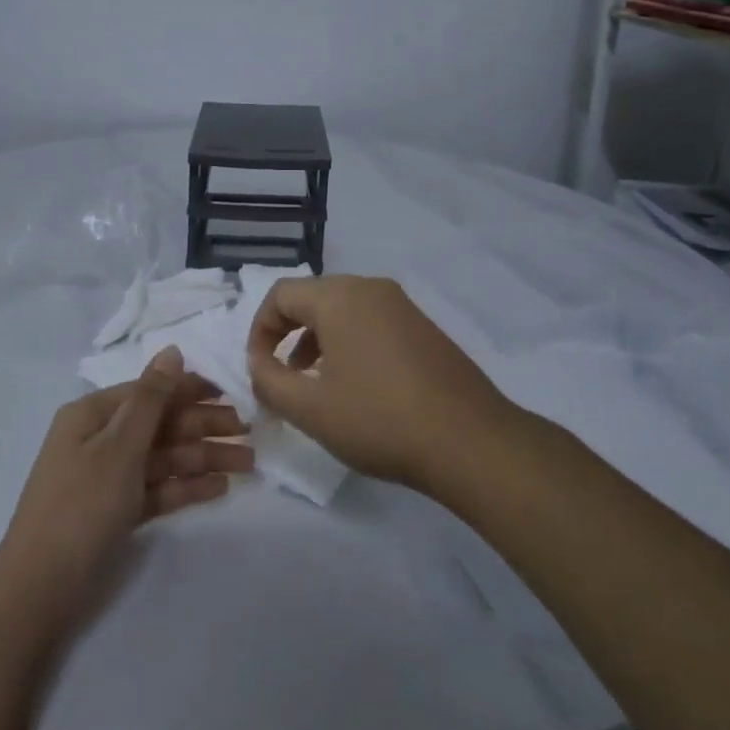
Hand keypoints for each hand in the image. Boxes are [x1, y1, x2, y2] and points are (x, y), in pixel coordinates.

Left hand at [0, 348, 251, 616]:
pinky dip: (185, 487)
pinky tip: (219, 488)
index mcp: (92, 415)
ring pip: (163, 458)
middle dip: (204, 427)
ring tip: (247, 464)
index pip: (149, 391)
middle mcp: (99, 440)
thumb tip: (172, 350)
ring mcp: (107, 478)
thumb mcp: (119, 446)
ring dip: (203, 458)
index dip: (189, 390)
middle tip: (249, 433)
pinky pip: (157, 489)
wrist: (38, 592)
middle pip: (160, 425)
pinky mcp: (115, 512)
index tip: (231, 394)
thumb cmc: (80, 506)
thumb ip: (151, 399)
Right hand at [246, 275, 514, 494]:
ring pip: (342, 309)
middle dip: (287, 334)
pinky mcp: (423, 327)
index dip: (259, 330)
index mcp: (340, 297)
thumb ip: (270, 382)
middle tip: (283, 376)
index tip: (259, 370)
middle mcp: (370, 288)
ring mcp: (402, 306)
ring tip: (314, 383)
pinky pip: (370, 322)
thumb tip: (258, 363)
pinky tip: (356, 385)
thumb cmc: (380, 420)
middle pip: (312, 297)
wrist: (471, 441)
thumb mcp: (311, 409)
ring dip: (317, 340)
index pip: (280, 294)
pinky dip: (348, 343)